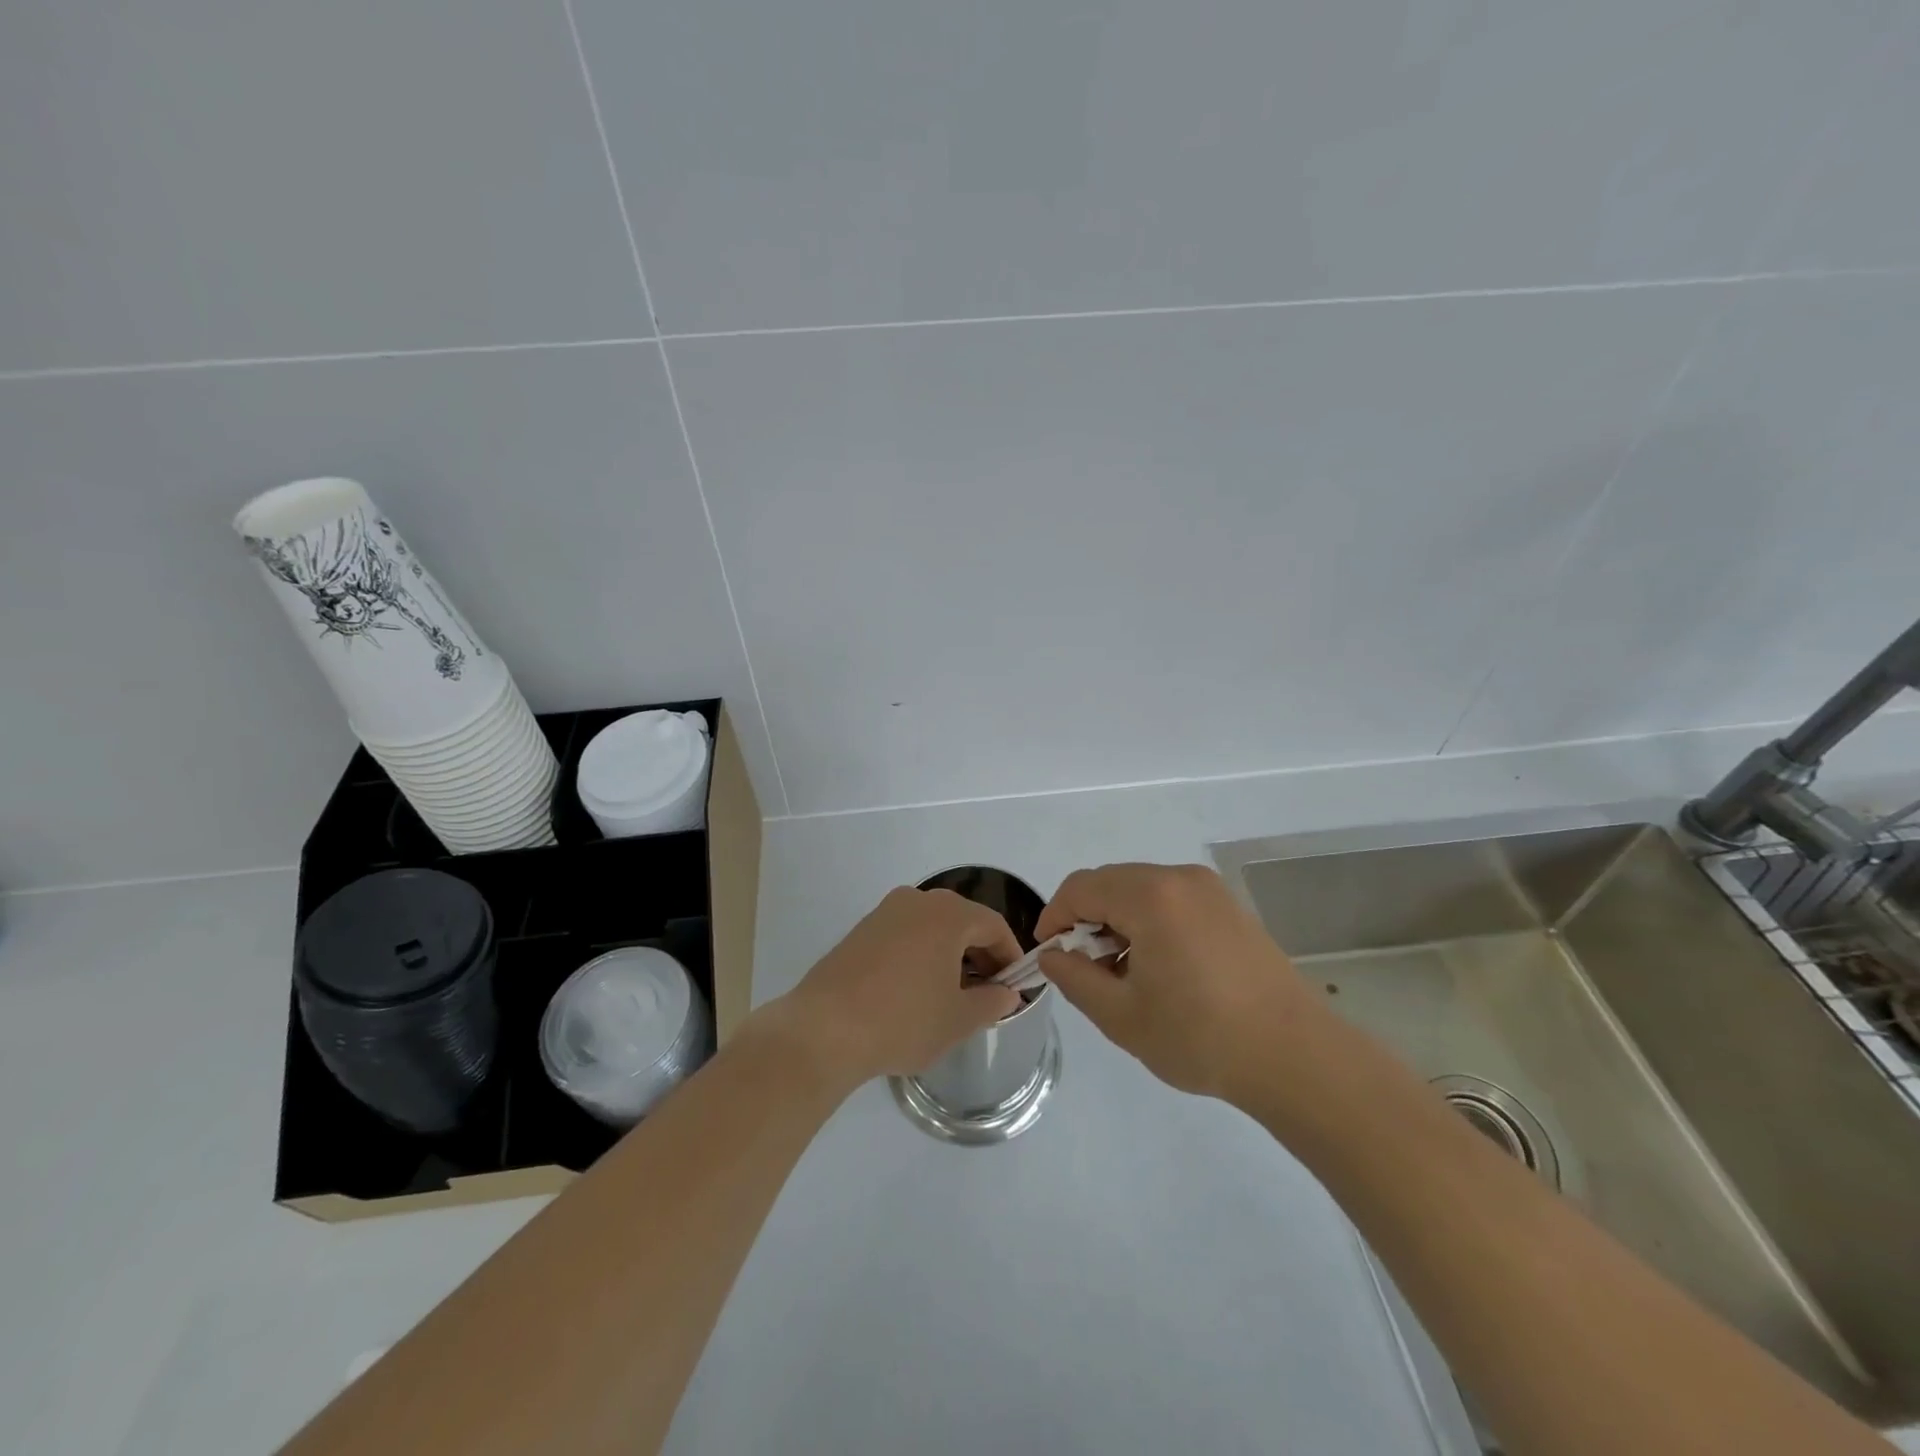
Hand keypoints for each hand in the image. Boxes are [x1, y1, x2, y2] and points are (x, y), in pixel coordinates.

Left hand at [764, 887, 1023, 1090]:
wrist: (823, 1029)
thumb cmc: (903, 1020)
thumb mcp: (958, 1019)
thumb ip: (991, 1002)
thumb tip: (1007, 993)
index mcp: (948, 914)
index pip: (993, 925)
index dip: (1010, 955)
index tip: (1015, 985)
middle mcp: (917, 900)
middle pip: (962, 920)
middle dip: (980, 953)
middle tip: (988, 991)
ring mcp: (885, 912)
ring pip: (932, 926)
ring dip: (950, 953)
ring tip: (952, 993)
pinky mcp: (861, 929)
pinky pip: (905, 933)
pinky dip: (921, 953)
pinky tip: (916, 988)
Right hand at [1037, 862, 1331, 1102]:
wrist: (1295, 1056)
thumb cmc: (1201, 1037)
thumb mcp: (1122, 1016)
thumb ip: (1075, 978)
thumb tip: (1053, 955)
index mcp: (1150, 897)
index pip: (1081, 888)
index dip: (1054, 915)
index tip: (1047, 952)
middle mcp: (1179, 878)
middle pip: (1111, 882)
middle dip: (1086, 918)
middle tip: (1083, 966)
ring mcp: (1209, 889)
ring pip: (1141, 889)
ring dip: (1118, 920)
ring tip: (1121, 972)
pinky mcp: (1229, 906)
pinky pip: (1171, 899)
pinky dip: (1149, 920)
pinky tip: (1158, 965)